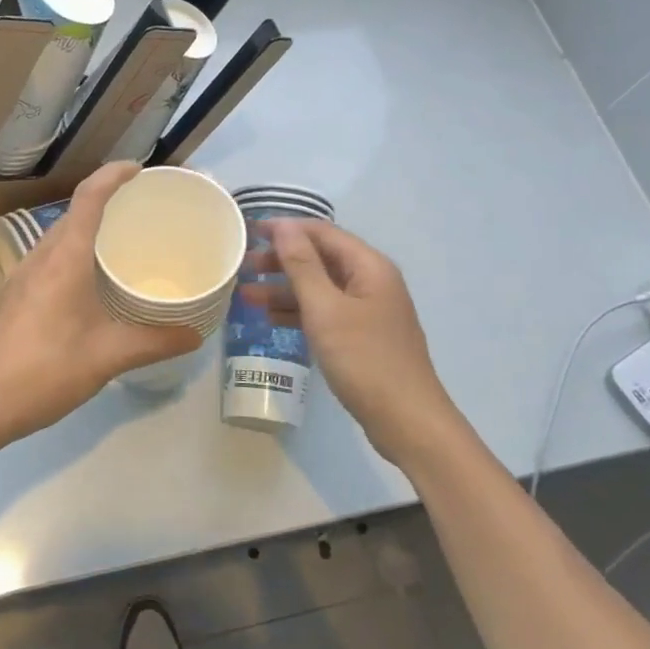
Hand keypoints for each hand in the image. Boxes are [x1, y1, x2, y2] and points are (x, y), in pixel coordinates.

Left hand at [0, 162, 197, 445]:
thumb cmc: (46, 371)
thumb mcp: (108, 356)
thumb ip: (154, 342)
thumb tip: (195, 335)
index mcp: (64, 258)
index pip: (88, 197)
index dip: (113, 175)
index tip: (139, 169)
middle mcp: (40, 257)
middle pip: (74, 213)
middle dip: (107, 202)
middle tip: (142, 211)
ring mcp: (22, 276)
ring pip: (59, 237)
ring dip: (88, 230)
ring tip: (121, 245)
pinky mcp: (14, 296)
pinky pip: (49, 259)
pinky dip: (74, 254)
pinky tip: (91, 284)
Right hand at [244, 219, 456, 461]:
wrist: (407, 422)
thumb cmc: (365, 359)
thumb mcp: (326, 309)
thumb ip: (302, 266)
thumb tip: (284, 226)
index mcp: (369, 266)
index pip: (321, 233)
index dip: (285, 229)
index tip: (249, 233)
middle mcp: (371, 281)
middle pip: (320, 259)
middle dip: (281, 261)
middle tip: (242, 267)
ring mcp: (368, 311)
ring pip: (320, 288)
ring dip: (284, 289)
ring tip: (246, 295)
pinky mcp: (362, 337)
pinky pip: (325, 313)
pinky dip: (298, 312)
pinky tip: (270, 320)